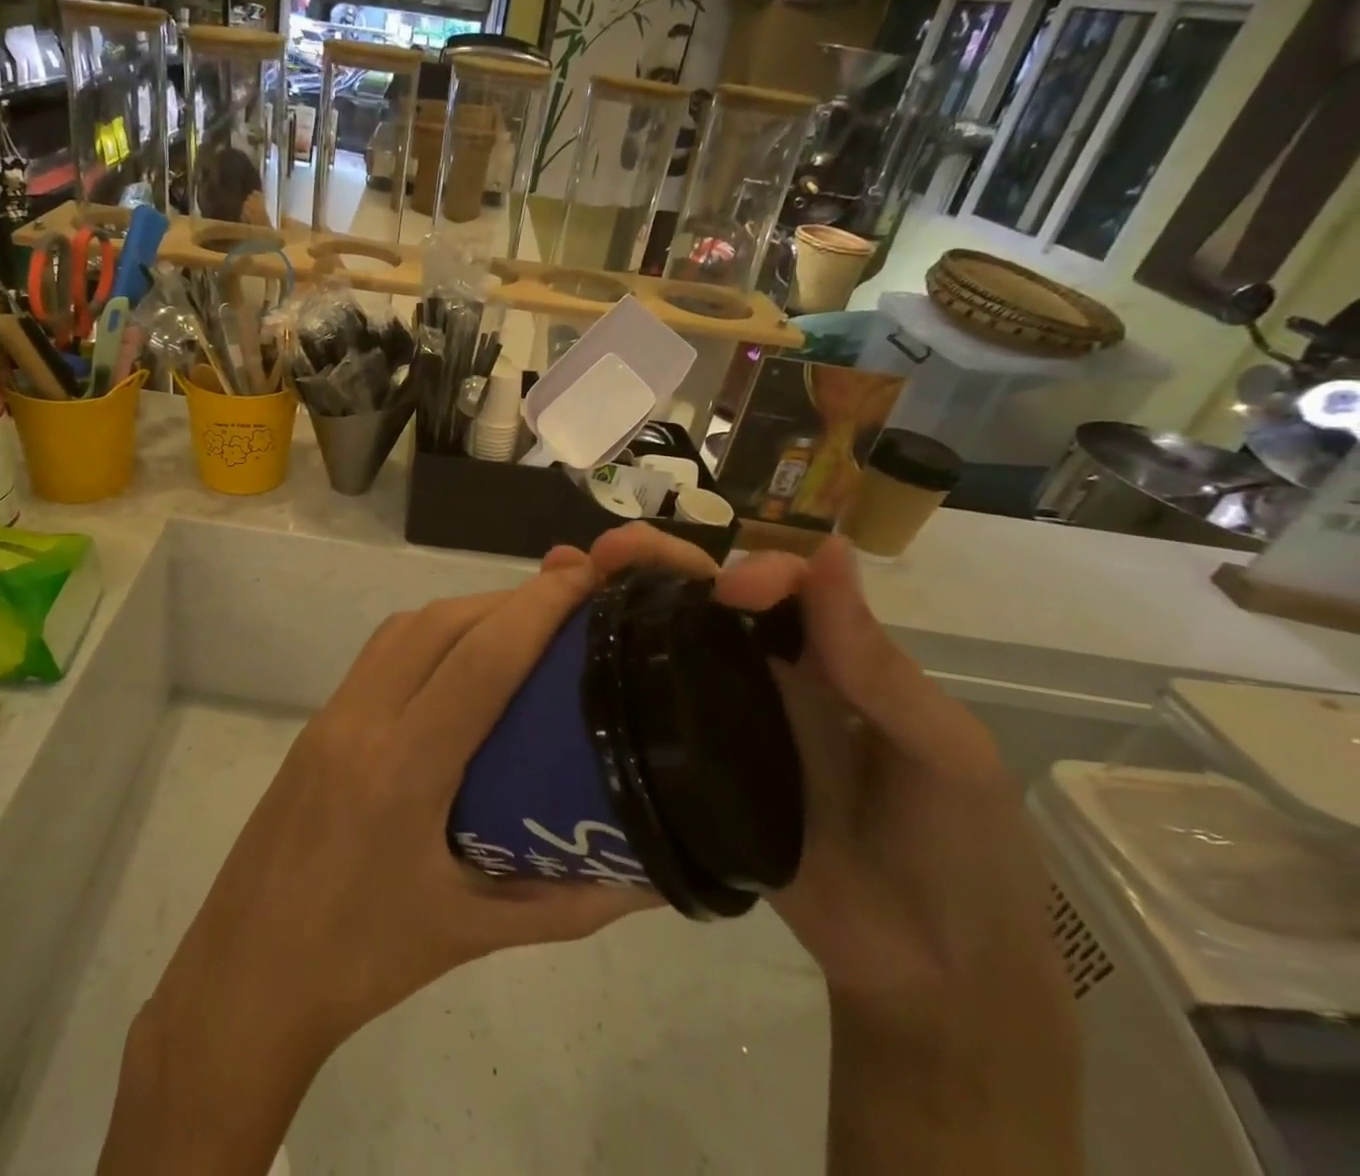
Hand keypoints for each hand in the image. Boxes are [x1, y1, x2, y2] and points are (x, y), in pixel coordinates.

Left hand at [100, 560, 658, 1173]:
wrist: (247, 974)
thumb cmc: (362, 961)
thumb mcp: (473, 935)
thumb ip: (569, 904)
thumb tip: (650, 875)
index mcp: (404, 771)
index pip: (481, 661)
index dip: (537, 608)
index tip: (584, 577)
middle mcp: (364, 722)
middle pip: (443, 624)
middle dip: (509, 598)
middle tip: (568, 600)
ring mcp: (332, 714)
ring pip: (406, 627)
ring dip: (466, 609)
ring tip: (520, 622)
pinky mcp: (318, 720)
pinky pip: (380, 650)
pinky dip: (428, 632)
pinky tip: (458, 659)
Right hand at [562, 526, 1080, 1174]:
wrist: (923, 972)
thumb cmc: (957, 847)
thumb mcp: (940, 749)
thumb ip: (875, 662)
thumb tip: (831, 548)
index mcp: (828, 655)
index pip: (779, 585)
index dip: (752, 571)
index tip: (728, 592)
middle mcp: (767, 674)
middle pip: (703, 599)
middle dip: (656, 561)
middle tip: (606, 551)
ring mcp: (723, 719)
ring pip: (665, 643)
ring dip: (618, 602)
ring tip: (564, 578)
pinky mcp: (689, 767)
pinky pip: (647, 711)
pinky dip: (607, 673)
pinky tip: (562, 657)